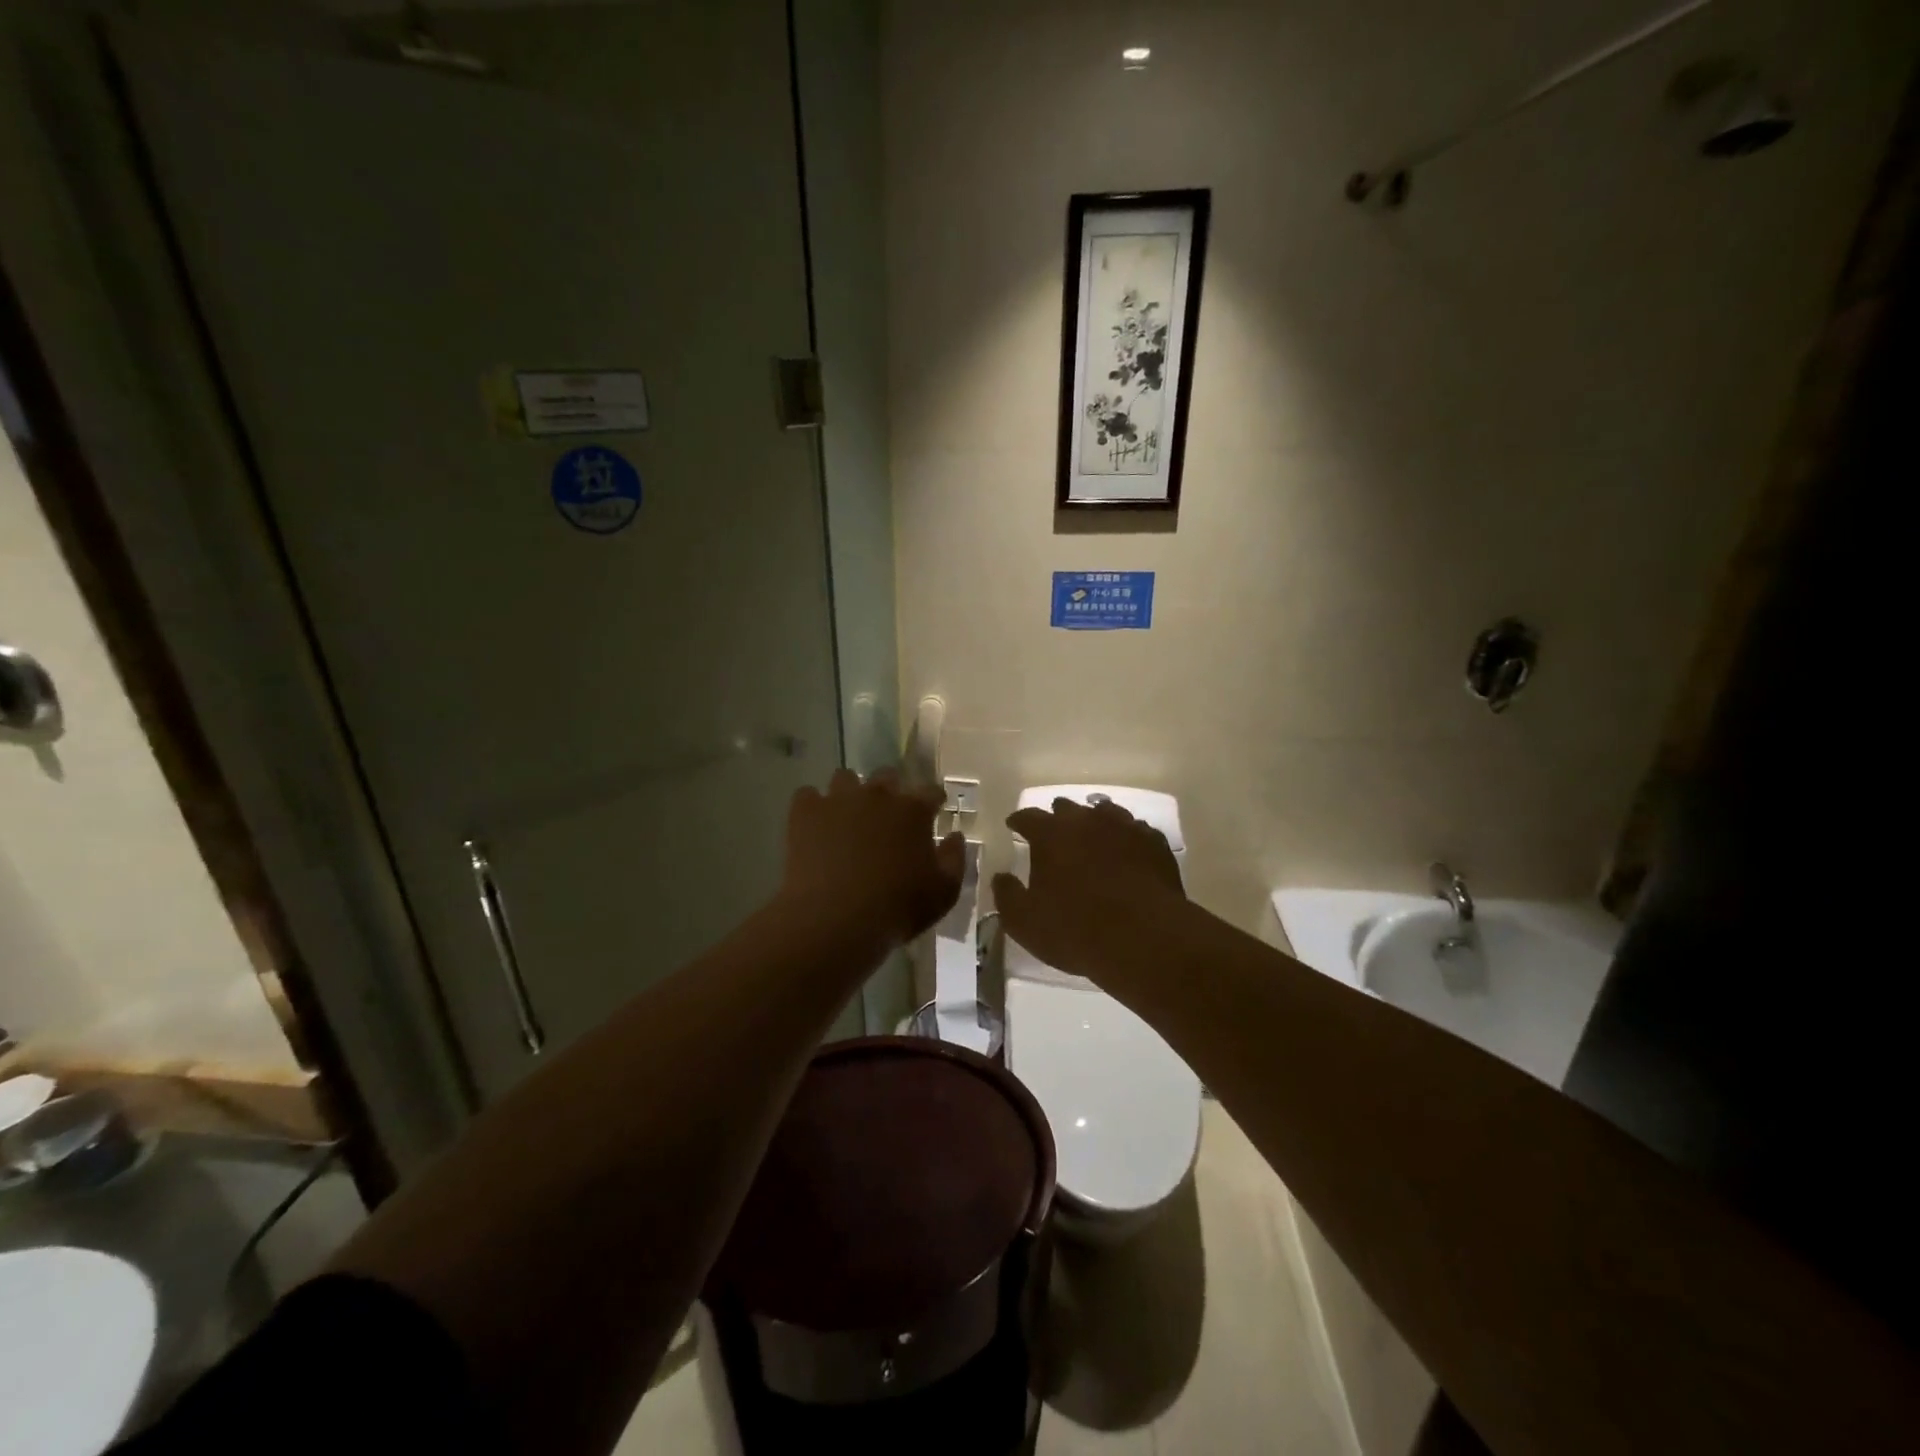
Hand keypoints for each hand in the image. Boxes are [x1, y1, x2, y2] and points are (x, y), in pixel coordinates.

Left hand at [781, 767, 964, 948]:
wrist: (836, 918)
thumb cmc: (897, 908)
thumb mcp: (943, 892)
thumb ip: (954, 859)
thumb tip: (954, 836)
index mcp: (914, 810)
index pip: (931, 791)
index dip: (933, 799)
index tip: (934, 809)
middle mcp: (878, 795)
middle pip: (887, 776)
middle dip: (890, 790)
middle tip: (887, 815)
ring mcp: (839, 799)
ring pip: (845, 778)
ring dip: (849, 793)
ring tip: (847, 817)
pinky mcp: (806, 812)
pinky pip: (807, 795)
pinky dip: (812, 807)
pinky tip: (814, 826)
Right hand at [991, 797, 1187, 980]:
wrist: (1144, 938)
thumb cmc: (1075, 929)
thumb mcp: (1024, 922)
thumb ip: (1007, 896)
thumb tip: (1001, 877)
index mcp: (1050, 834)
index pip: (1028, 816)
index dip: (1019, 820)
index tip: (1014, 825)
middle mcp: (1087, 820)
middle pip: (1067, 808)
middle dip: (1057, 817)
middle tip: (1053, 832)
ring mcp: (1124, 827)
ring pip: (1104, 813)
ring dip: (1093, 822)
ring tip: (1091, 835)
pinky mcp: (1154, 843)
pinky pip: (1135, 830)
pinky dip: (1125, 837)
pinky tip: (1126, 850)